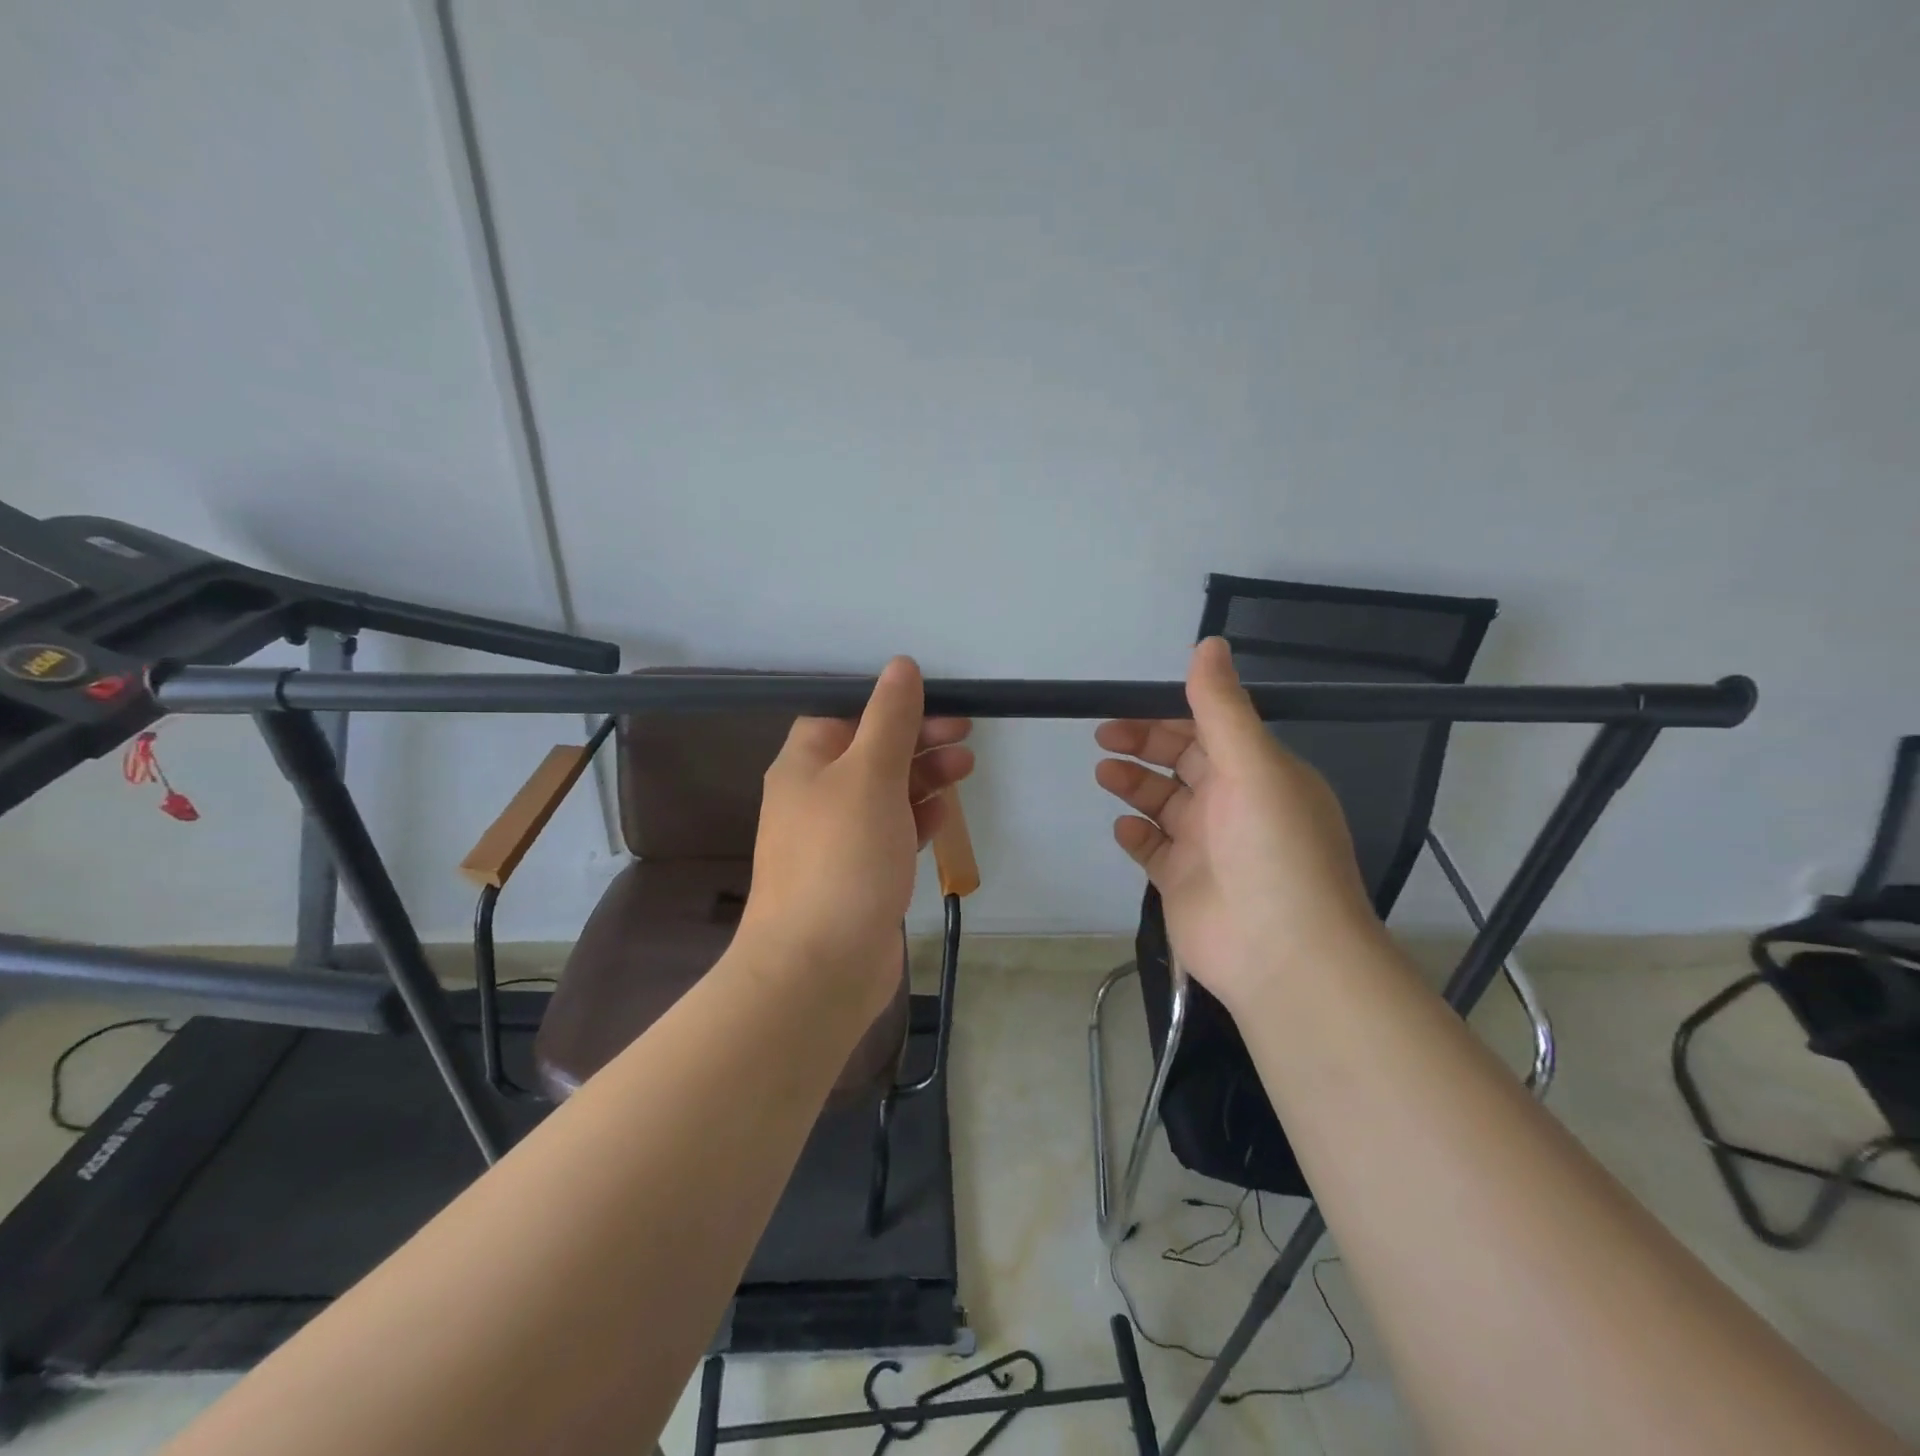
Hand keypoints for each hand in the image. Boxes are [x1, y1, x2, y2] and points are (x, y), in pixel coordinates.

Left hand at [740, 657, 972, 1022]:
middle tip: (966, 736)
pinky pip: (890, 832)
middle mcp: (815, 796)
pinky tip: (943, 814)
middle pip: (871, 751)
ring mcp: (836, 840)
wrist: (818, 967)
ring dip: (923, 776)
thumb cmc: (843, 857)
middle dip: (918, 740)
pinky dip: (916, 818)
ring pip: (885, 793)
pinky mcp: (858, 875)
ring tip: (966, 769)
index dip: (892, 705)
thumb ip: (889, 719)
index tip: (939, 705)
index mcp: (804, 763)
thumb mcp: (869, 773)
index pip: (847, 714)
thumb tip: (901, 666)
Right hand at [1094, 637, 1385, 1012]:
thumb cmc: (1272, 850)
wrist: (1282, 955)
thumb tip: (1209, 643)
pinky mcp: (1182, 881)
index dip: (1167, 715)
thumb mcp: (1253, 766)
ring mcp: (1207, 845)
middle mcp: (1235, 804)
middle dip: (1143, 744)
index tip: (1127, 706)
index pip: (1209, 729)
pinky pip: (1152, 847)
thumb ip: (1222, 707)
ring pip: (1162, 801)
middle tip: (1104, 738)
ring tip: (1105, 774)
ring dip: (1133, 784)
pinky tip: (1126, 828)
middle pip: (1181, 761)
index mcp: (1259, 772)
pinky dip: (1136, 833)